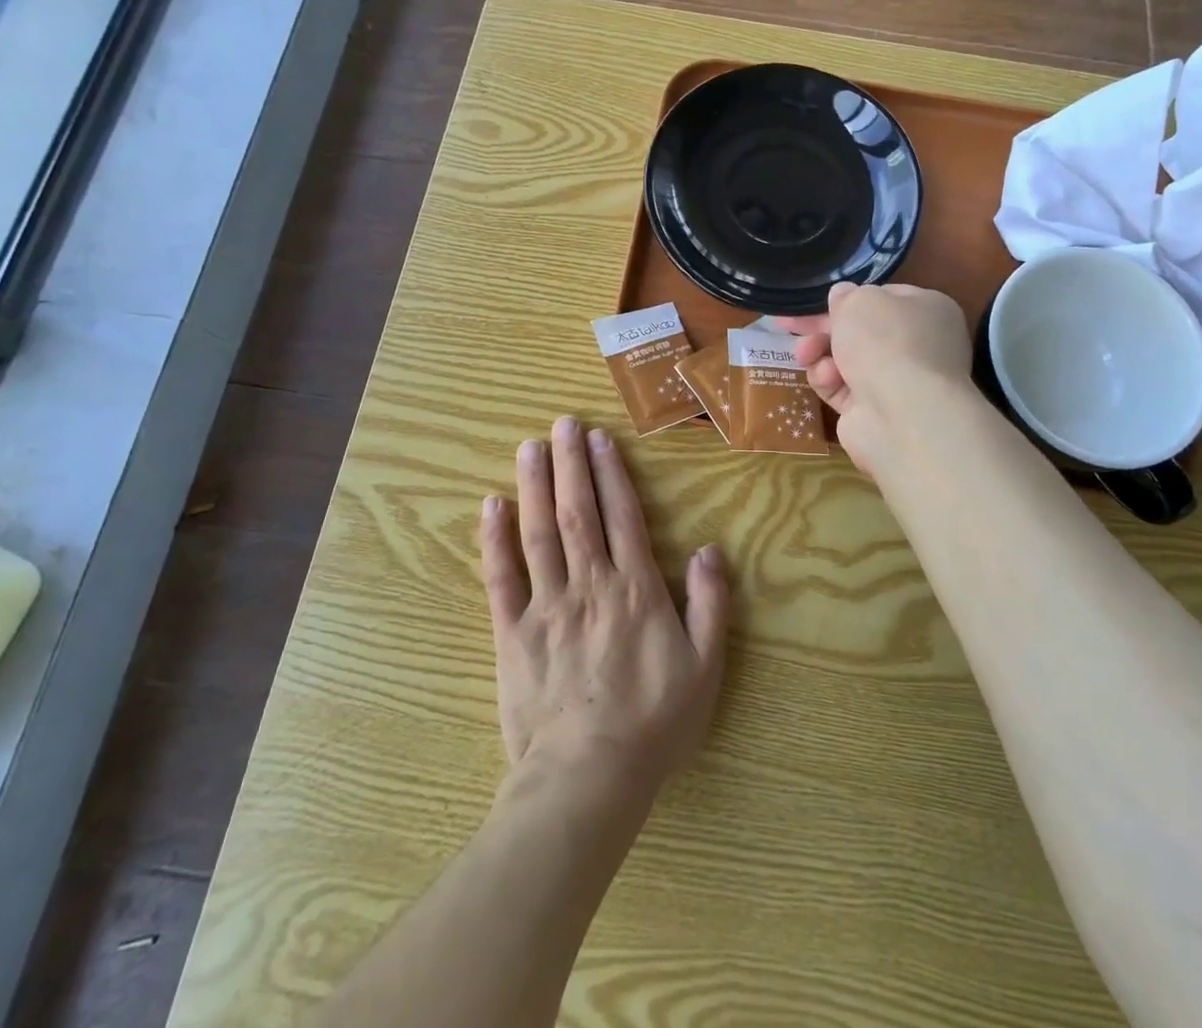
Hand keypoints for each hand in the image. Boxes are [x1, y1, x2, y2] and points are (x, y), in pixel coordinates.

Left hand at [481, 417, 728, 803]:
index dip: (611, 474)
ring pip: (539, 533)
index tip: (599, 439)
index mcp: (635, 590)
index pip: (622, 517)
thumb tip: (710, 550)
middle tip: (562, 424)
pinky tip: (491, 506)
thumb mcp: (704, 668)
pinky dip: (494, 539)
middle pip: (577, 512)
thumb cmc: (653, 724)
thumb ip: (710, 605)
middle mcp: (589, 584)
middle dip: (570, 464)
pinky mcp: (512, 632)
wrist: (589, 778)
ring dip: (534, 486)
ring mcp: (546, 605)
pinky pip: (501, 577)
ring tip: (530, 447)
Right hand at [779, 282, 971, 475]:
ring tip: (805, 353)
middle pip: (860, 331)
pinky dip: (828, 380)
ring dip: (820, 352)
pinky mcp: (874, 412)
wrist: (903, 413)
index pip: (884, 298)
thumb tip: (843, 296)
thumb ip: (847, 295)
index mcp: (926, 310)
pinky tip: (826, 378)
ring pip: (845, 360)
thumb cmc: (887, 341)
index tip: (818, 301)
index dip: (849, 298)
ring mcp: (897, 381)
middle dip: (822, 328)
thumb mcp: (860, 300)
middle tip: (789, 324)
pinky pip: (842, 388)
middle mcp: (917, 345)